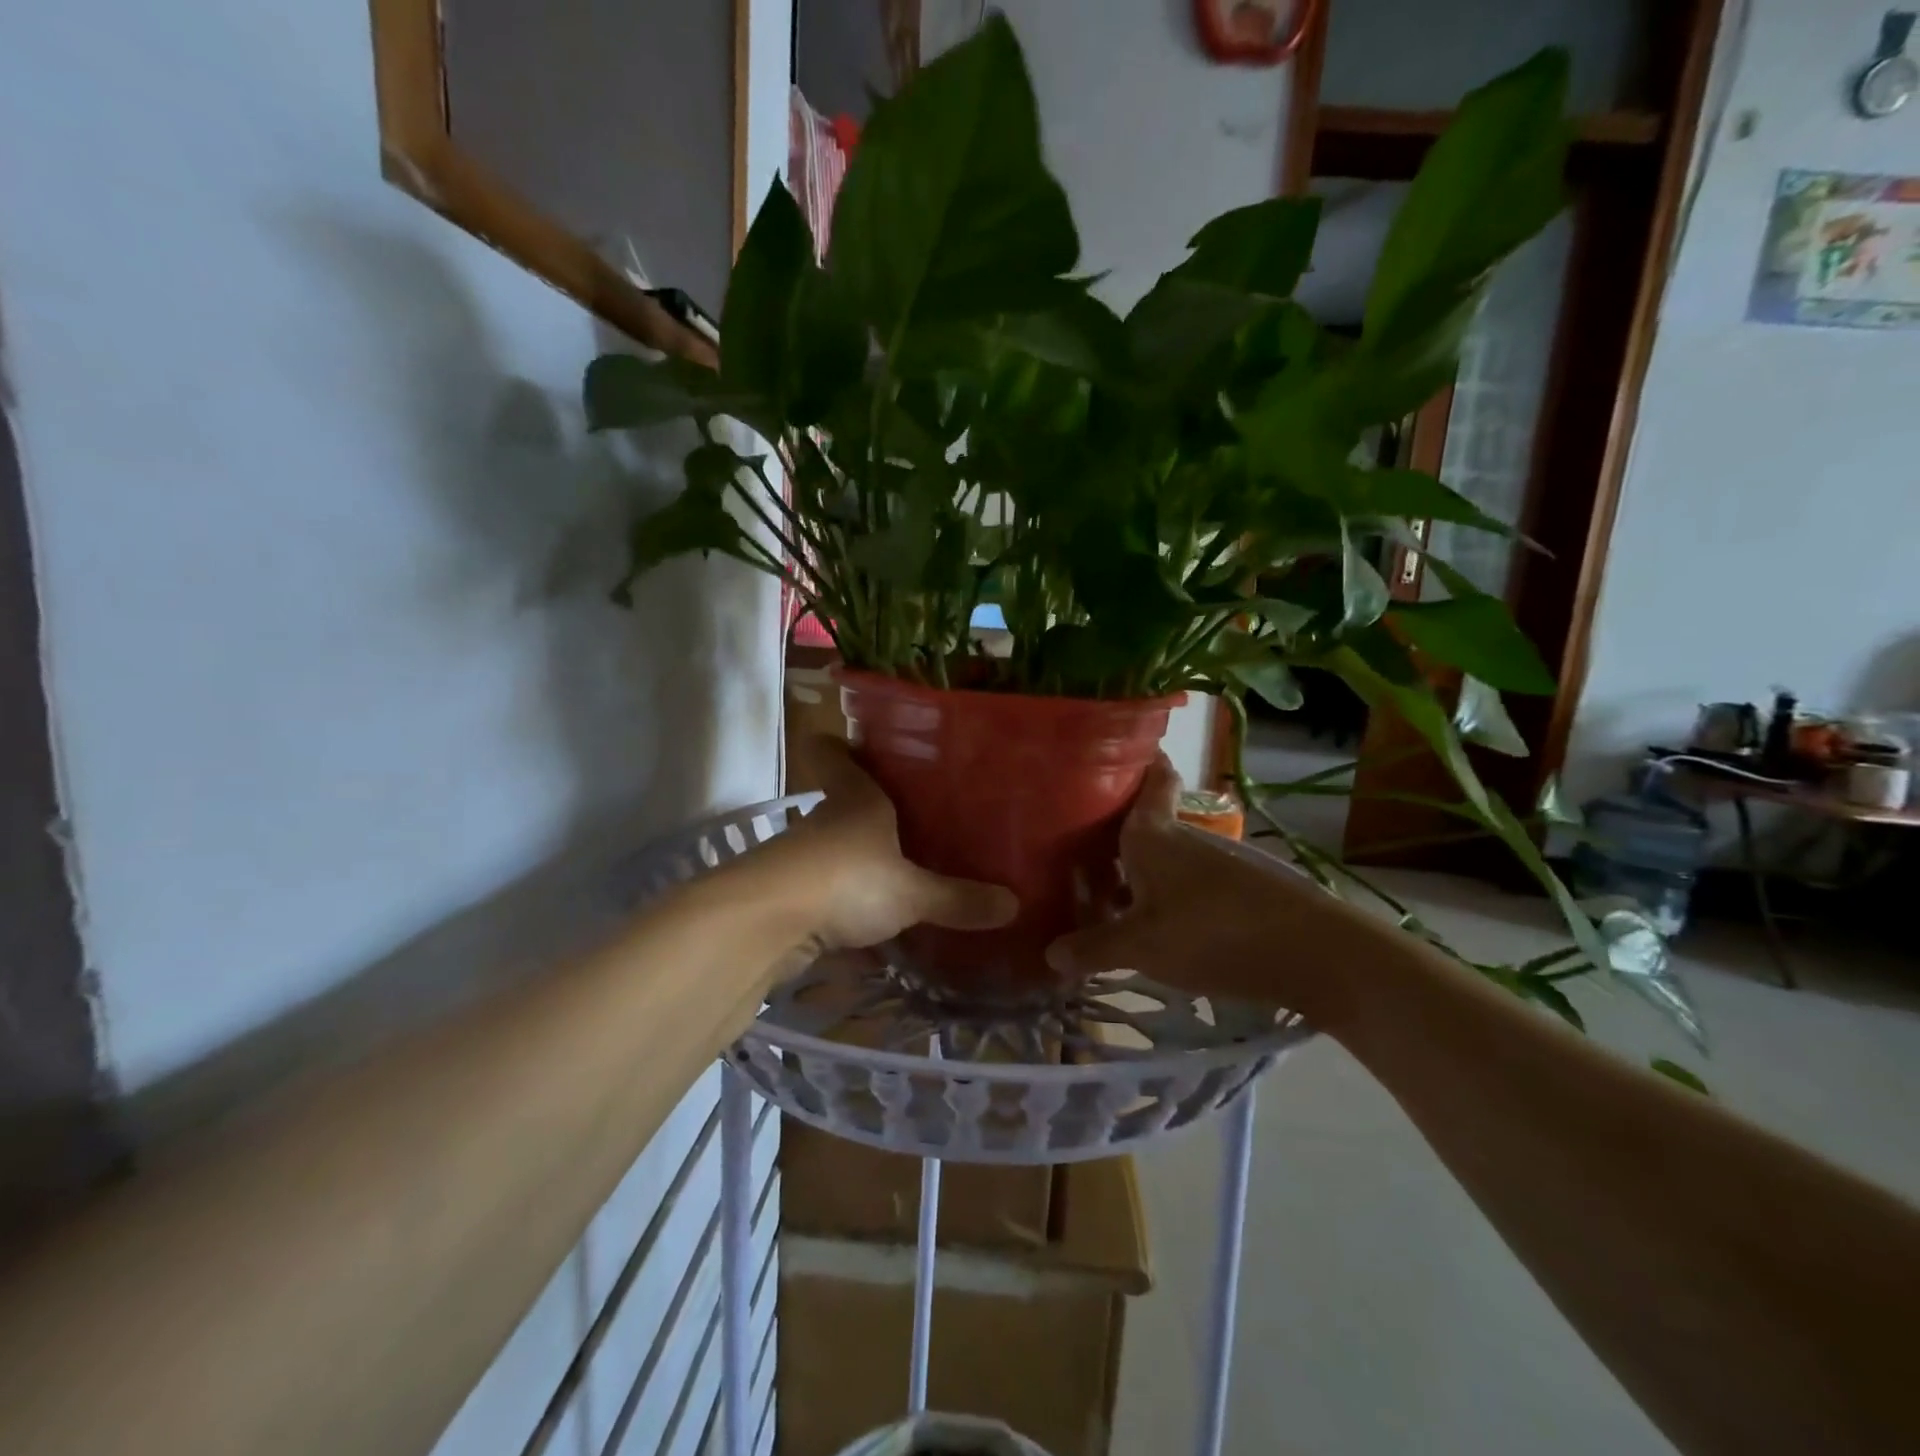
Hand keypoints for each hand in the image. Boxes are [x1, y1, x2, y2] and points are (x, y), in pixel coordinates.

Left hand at [773, 737, 1017, 958]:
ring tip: (898, 872)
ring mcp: (801, 858)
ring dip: (856, 860)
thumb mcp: (912, 892)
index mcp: (856, 799)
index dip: (841, 746)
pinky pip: (824, 893)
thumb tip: (1015, 905)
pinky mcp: (788, 897)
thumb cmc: (848, 879)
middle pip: (840, 802)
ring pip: (832, 849)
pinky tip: (870, 924)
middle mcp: (825, 821)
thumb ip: (958, 899)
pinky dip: (842, 904)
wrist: (767, 923)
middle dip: (866, 810)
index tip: (856, 744)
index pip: (838, 756)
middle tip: (909, 819)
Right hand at [1044, 755, 1378, 1028]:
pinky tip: (1155, 923)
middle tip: (1077, 844)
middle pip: (1147, 821)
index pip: (1151, 778)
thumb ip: (1095, 948)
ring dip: (1140, 868)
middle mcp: (1186, 837)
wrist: (1313, 953)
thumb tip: (1050, 954)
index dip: (1137, 760)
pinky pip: (1188, 883)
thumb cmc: (1213, 931)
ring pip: (1167, 856)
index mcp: (1155, 833)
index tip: (1116, 751)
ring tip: (1106, 891)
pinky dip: (1166, 893)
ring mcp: (1217, 863)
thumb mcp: (1143, 946)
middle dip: (1116, 829)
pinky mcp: (1240, 891)